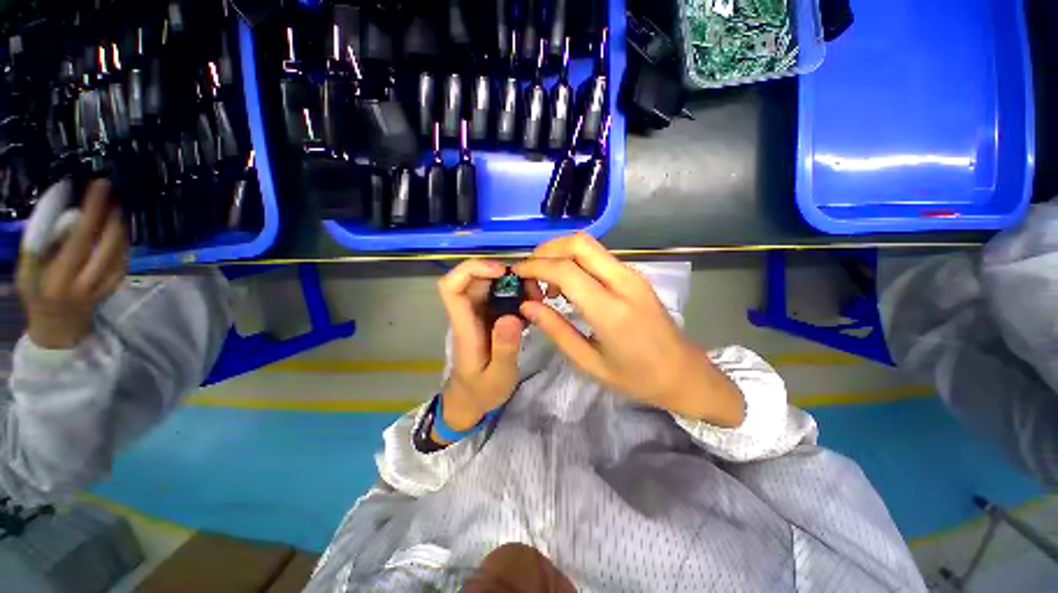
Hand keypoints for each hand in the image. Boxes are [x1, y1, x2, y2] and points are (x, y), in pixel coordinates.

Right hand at [17, 180, 128, 348]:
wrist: (59, 327)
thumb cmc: (37, 293)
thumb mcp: (28, 268)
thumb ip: (41, 239)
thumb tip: (61, 205)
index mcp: (60, 276)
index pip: (81, 236)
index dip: (93, 209)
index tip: (99, 186)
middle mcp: (86, 281)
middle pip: (108, 242)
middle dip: (111, 213)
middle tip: (110, 191)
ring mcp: (104, 285)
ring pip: (121, 249)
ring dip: (120, 224)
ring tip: (114, 204)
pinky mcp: (115, 286)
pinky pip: (124, 259)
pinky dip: (124, 240)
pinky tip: (118, 228)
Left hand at [436, 259, 525, 436]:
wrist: (470, 400)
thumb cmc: (481, 391)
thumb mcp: (498, 376)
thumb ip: (504, 349)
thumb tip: (511, 315)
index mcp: (465, 326)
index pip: (452, 287)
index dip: (472, 269)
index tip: (501, 271)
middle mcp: (469, 314)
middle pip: (475, 278)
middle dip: (504, 274)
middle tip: (532, 288)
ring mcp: (478, 314)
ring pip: (490, 284)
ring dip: (514, 283)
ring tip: (536, 296)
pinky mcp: (489, 318)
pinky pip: (500, 295)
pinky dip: (517, 293)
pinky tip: (533, 305)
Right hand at [513, 233, 744, 426]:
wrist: (685, 375)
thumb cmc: (636, 378)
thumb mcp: (589, 362)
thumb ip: (556, 330)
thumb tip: (527, 305)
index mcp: (610, 311)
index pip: (565, 270)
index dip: (535, 266)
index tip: (516, 273)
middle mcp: (624, 283)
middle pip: (579, 243)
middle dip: (547, 250)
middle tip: (529, 272)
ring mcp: (633, 275)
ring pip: (589, 245)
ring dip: (561, 254)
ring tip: (547, 282)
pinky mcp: (636, 276)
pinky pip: (599, 256)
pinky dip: (576, 260)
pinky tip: (568, 284)